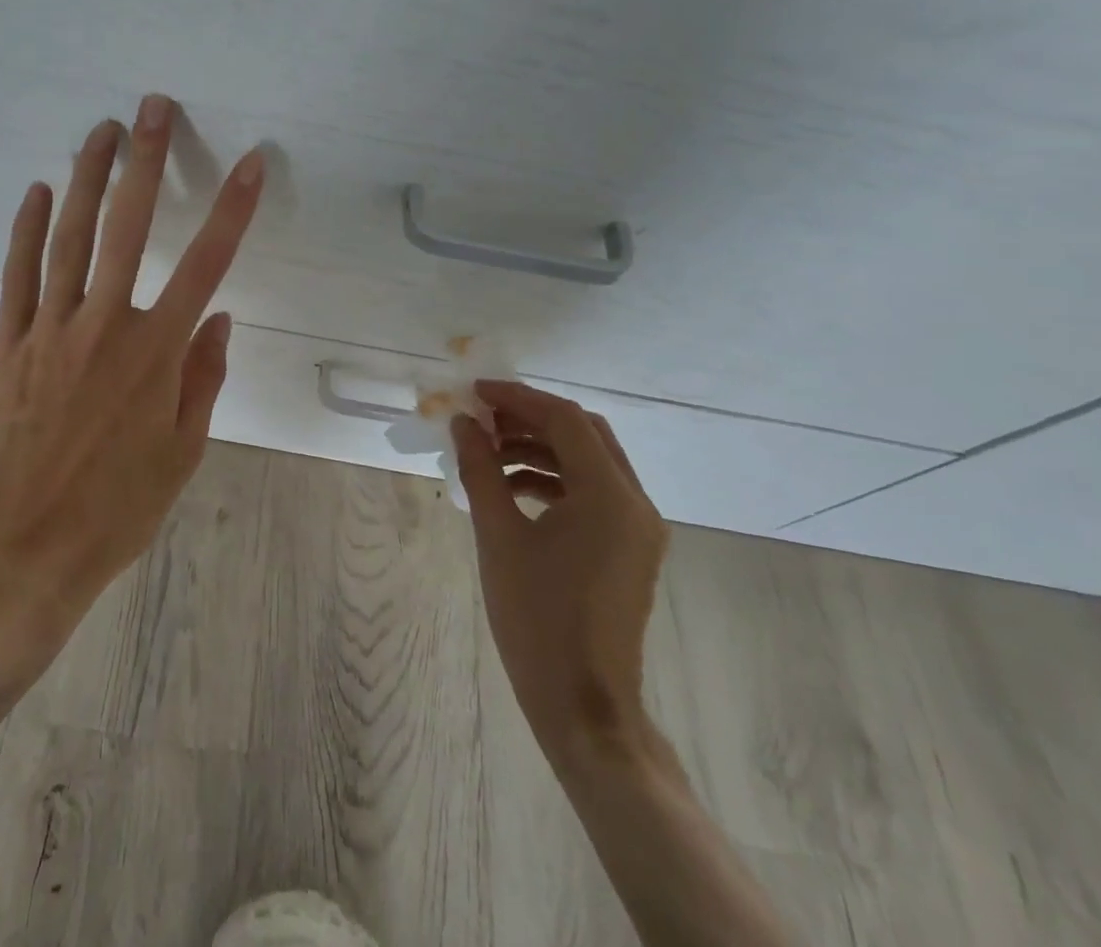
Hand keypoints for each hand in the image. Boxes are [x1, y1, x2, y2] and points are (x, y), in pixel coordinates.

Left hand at [0, 95, 264, 707]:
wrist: (17, 551)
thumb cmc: (113, 511)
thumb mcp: (181, 455)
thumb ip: (202, 379)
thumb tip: (220, 319)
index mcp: (156, 355)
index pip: (207, 265)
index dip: (233, 210)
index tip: (252, 164)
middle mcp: (105, 327)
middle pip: (128, 228)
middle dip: (144, 162)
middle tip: (152, 109)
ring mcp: (49, 330)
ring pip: (69, 237)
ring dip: (86, 178)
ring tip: (99, 131)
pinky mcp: (7, 343)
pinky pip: (18, 274)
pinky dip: (26, 229)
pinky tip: (35, 191)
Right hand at [452, 382, 668, 762]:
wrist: (583, 708)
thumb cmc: (536, 619)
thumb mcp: (498, 536)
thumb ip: (481, 470)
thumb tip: (463, 423)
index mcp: (610, 496)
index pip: (565, 419)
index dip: (517, 397)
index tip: (474, 392)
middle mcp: (635, 503)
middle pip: (585, 433)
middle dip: (531, 417)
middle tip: (483, 417)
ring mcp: (637, 528)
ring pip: (589, 461)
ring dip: (540, 447)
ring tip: (489, 451)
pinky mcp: (629, 548)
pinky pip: (592, 492)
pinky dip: (552, 477)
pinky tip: (511, 487)